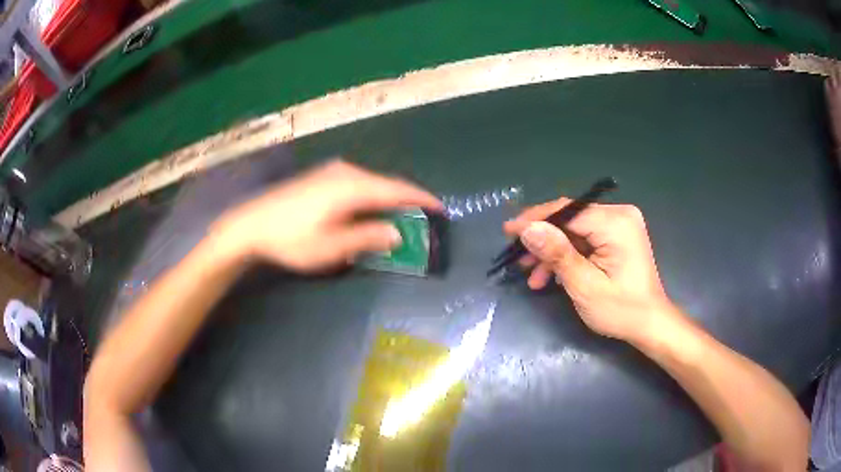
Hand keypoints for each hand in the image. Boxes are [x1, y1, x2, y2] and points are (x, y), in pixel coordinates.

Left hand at [213, 160, 441, 271]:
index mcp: (352, 187)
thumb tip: (397, 233)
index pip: (397, 189)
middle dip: (405, 201)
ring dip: (386, 200)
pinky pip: (357, 185)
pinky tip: (368, 212)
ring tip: (399, 218)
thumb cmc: (291, 238)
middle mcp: (346, 172)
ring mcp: (332, 172)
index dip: (421, 199)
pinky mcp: (321, 177)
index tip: (441, 209)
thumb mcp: (331, 246)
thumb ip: (367, 237)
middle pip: (385, 185)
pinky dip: (370, 198)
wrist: (251, 223)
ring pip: (371, 184)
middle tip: (421, 220)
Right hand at [504, 199, 680, 342]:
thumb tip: (527, 228)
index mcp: (615, 223)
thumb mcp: (585, 286)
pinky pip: (584, 239)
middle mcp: (619, 215)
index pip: (567, 211)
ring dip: (552, 252)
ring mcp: (619, 225)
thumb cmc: (621, 310)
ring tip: (532, 276)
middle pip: (570, 219)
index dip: (535, 219)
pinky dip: (567, 256)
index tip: (508, 231)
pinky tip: (550, 276)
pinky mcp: (617, 236)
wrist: (649, 323)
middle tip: (517, 259)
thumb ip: (557, 254)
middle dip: (543, 240)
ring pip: (574, 231)